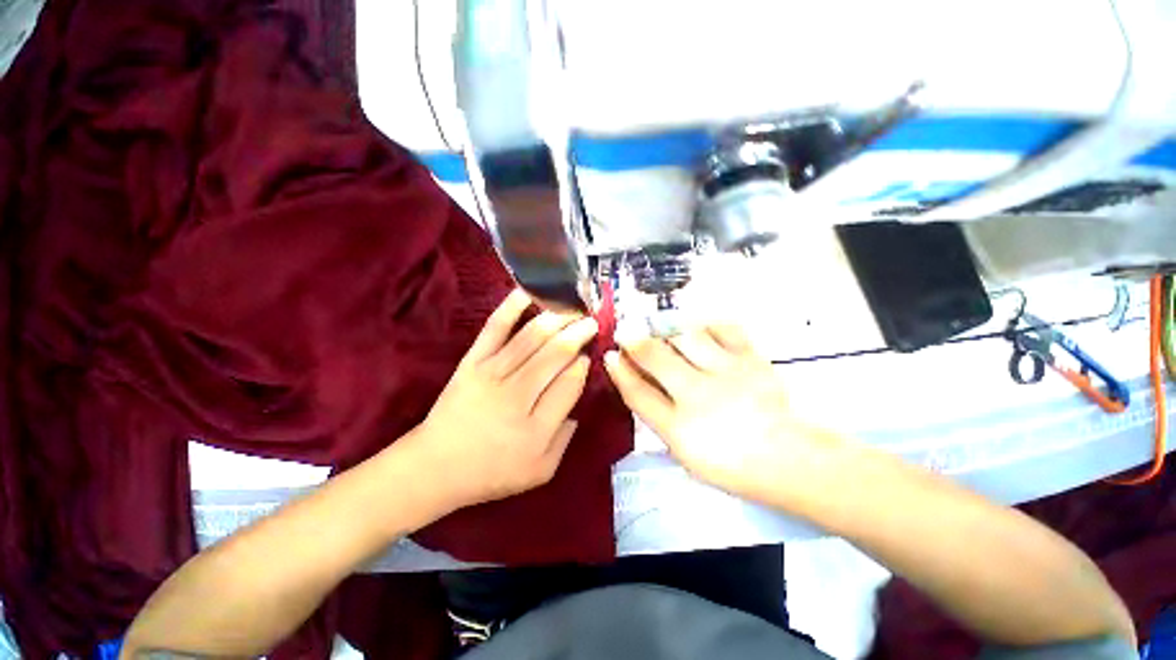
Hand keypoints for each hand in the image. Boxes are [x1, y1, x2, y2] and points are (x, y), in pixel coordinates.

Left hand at [411, 289, 597, 509]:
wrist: (435, 466)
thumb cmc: (491, 472)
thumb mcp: (540, 471)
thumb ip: (566, 438)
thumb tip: (577, 401)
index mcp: (536, 429)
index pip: (570, 384)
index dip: (583, 365)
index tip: (588, 356)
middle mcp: (517, 397)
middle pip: (555, 355)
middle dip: (578, 334)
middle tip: (591, 322)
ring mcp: (492, 374)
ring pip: (532, 337)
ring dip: (557, 318)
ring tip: (572, 308)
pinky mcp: (472, 362)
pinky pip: (494, 329)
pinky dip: (511, 307)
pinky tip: (528, 292)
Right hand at [604, 325, 838, 506]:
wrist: (790, 460)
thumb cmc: (732, 464)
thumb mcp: (686, 453)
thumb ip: (660, 419)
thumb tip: (640, 385)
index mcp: (680, 428)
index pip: (638, 393)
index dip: (620, 372)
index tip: (610, 356)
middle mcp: (698, 395)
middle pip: (655, 357)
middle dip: (634, 341)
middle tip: (625, 331)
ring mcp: (726, 373)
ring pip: (686, 336)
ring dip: (667, 330)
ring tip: (663, 330)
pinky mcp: (750, 360)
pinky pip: (724, 329)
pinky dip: (708, 325)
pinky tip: (700, 328)